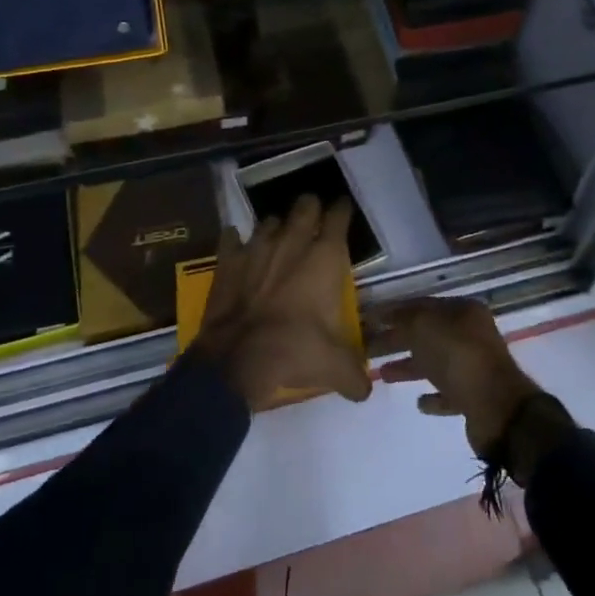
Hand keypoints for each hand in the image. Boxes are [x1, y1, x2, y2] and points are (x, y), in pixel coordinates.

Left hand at [195, 194, 371, 411]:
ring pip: (270, 220)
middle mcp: (293, 242)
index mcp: (324, 257)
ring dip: (276, 227)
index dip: (342, 210)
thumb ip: (355, 375)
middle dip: (310, 208)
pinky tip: (238, 248)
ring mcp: (257, 247)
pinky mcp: (228, 260)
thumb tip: (365, 390)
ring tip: (278, 239)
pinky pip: (231, 237)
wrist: (236, 360)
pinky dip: (235, 241)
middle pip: (305, 205)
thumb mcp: (334, 368)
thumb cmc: (294, 351)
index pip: (339, 216)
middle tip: (313, 219)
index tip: (343, 210)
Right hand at [377, 297, 544, 454]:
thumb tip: (386, 315)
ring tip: (383, 375)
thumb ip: (403, 318)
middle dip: (397, 340)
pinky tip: (419, 402)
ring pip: (435, 362)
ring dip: (409, 367)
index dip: (394, 311)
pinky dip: (433, 395)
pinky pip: (448, 392)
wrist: (497, 408)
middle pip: (426, 334)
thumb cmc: (458, 356)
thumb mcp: (424, 326)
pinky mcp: (475, 397)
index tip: (369, 320)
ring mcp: (474, 366)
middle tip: (367, 347)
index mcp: (463, 311)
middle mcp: (471, 335)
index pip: (422, 305)